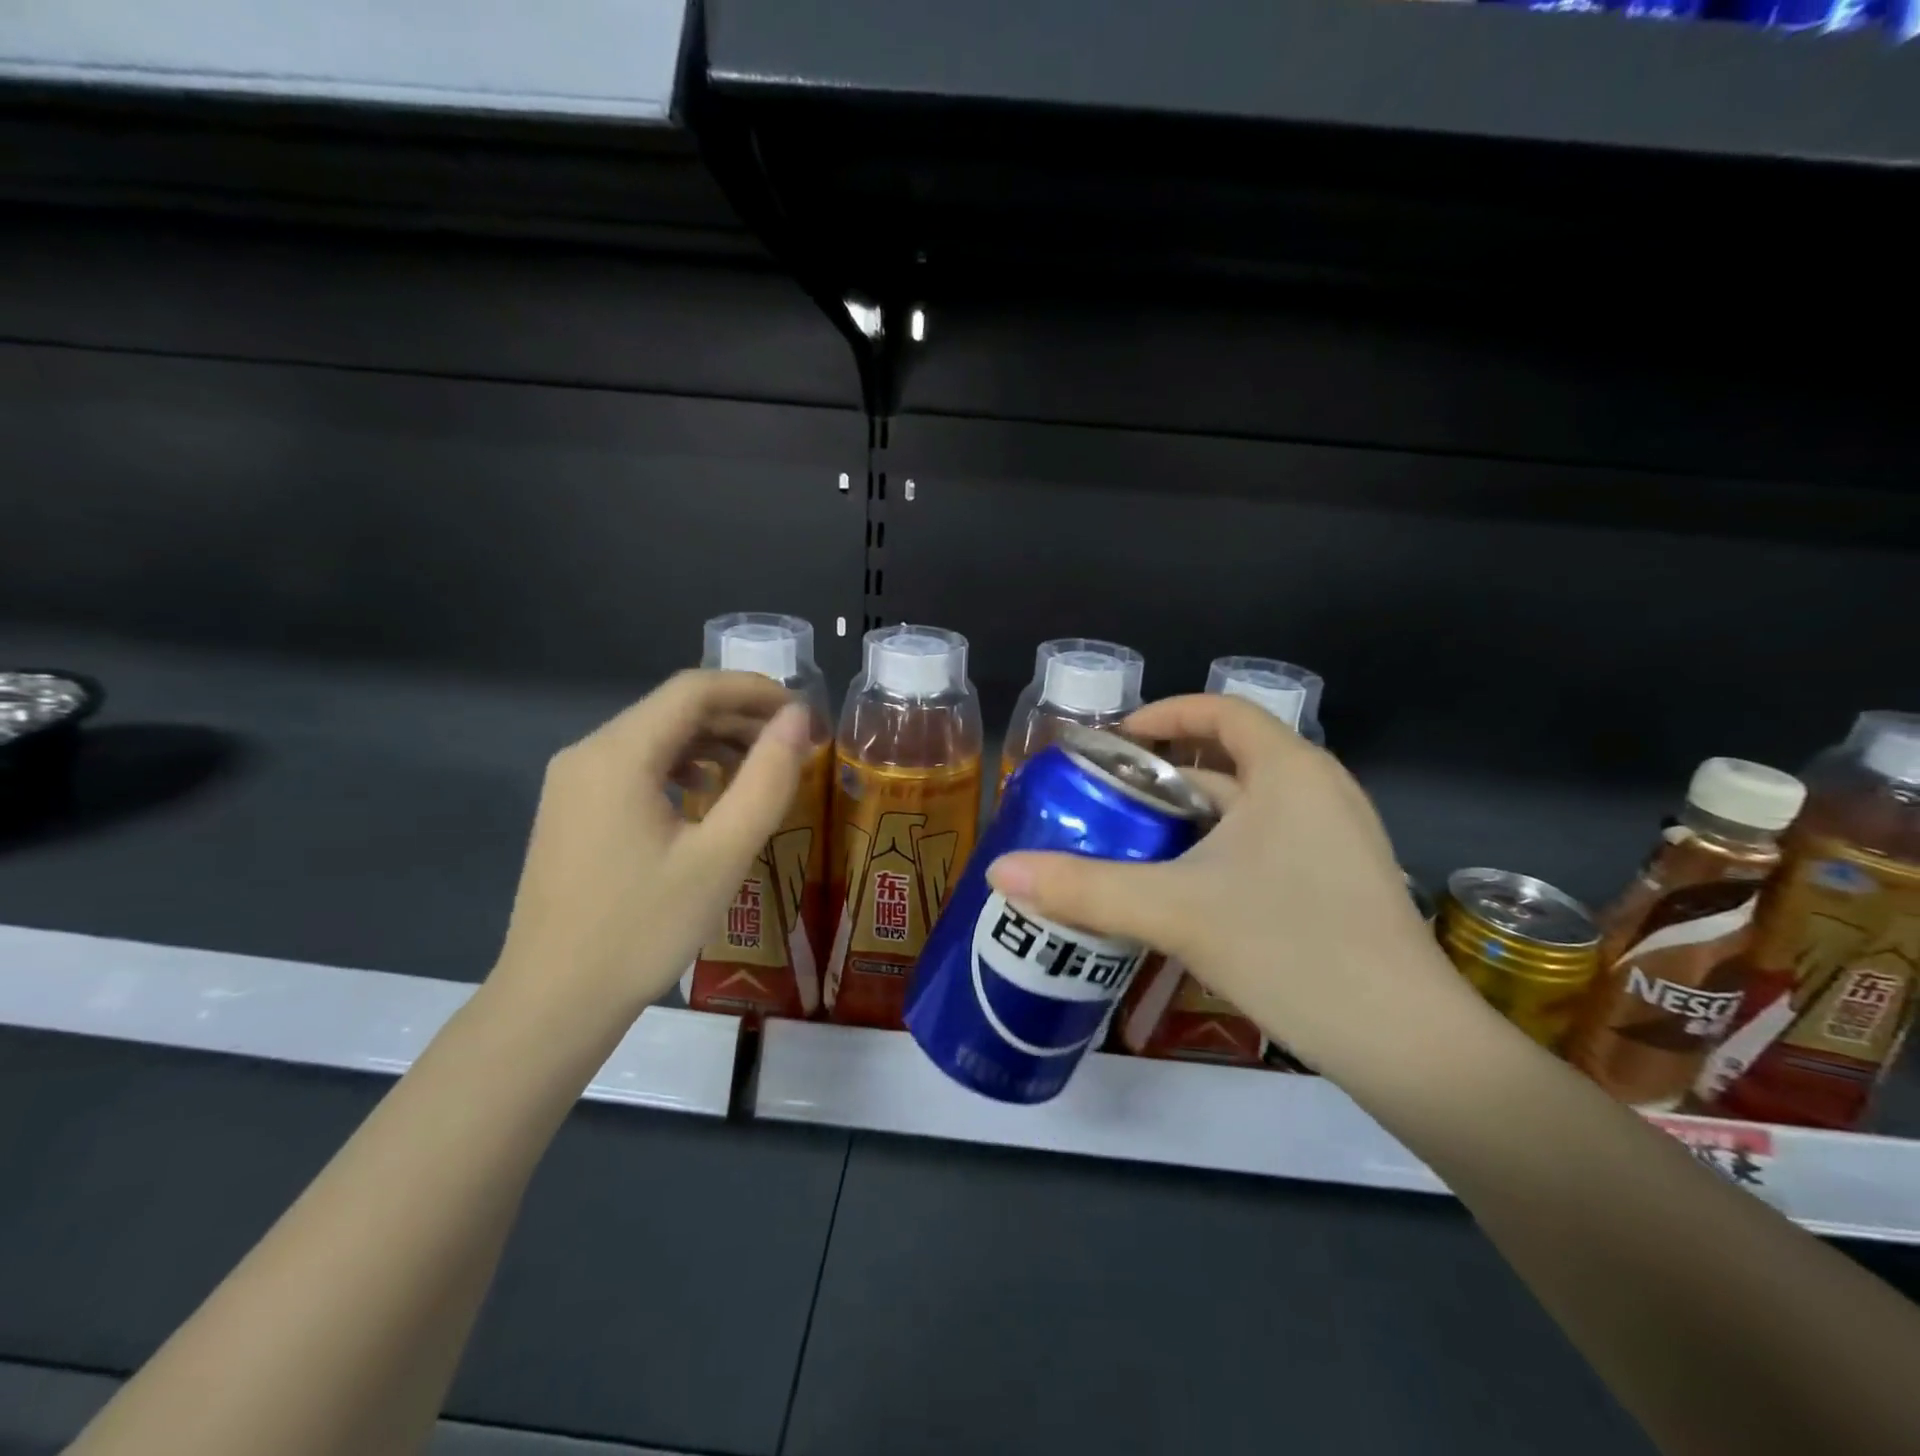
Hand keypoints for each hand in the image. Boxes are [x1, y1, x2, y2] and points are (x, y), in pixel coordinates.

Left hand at [489, 670, 814, 1025]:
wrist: (554, 1003)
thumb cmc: (644, 928)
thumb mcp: (722, 854)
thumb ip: (766, 779)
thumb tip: (798, 719)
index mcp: (618, 754)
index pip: (694, 689)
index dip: (754, 690)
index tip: (804, 713)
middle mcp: (587, 753)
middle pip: (673, 710)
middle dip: (739, 717)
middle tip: (794, 745)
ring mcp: (573, 783)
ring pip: (655, 738)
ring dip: (713, 742)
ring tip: (761, 770)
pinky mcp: (573, 811)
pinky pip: (636, 767)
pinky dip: (682, 767)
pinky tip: (708, 797)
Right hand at [987, 694, 1482, 1081]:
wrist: (1406, 1044)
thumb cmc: (1291, 948)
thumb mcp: (1174, 910)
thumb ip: (1083, 888)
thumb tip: (999, 872)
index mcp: (1288, 770)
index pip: (1219, 710)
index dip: (1161, 715)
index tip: (1110, 743)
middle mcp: (1318, 790)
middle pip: (1228, 760)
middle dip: (1162, 777)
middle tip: (1105, 803)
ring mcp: (1336, 838)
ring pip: (1246, 809)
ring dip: (1188, 820)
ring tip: (1131, 846)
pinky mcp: (1340, 882)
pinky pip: (1266, 844)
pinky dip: (1218, 851)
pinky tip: (1184, 893)